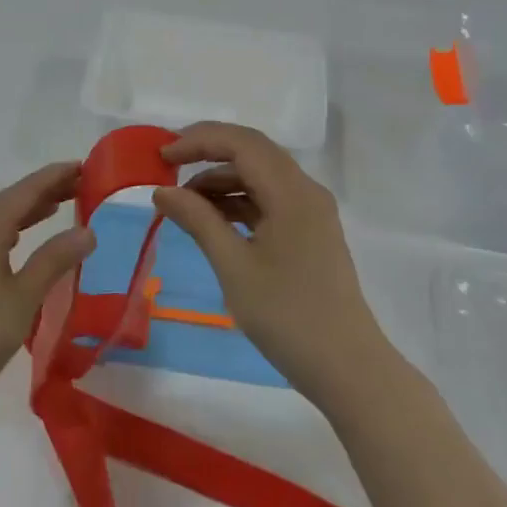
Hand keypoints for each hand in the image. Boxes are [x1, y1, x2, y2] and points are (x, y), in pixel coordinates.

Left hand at [0, 163, 95, 417]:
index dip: (53, 178)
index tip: (82, 166)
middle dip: (43, 192)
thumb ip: (54, 260)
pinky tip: (20, 243)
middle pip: (8, 202)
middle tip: (79, 185)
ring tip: (57, 206)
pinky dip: (10, 232)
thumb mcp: (23, 297)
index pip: (24, 192)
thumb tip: (87, 231)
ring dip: (26, 212)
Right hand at [152, 122, 397, 407]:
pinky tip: (211, 220)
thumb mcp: (233, 266)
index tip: (161, 158)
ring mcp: (311, 212)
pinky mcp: (309, 232)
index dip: (198, 141)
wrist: (346, 366)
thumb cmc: (287, 315)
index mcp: (292, 192)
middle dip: (207, 152)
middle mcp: (305, 191)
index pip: (241, 143)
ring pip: (260, 176)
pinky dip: (237, 202)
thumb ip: (198, 220)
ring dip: (221, 180)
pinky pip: (268, 200)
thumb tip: (162, 191)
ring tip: (183, 202)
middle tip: (167, 166)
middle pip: (252, 152)